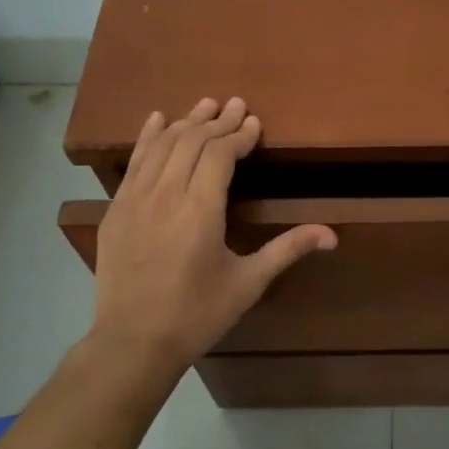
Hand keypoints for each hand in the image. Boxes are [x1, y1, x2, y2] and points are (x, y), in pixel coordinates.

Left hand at [90, 97, 335, 376]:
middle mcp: (166, 196)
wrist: (132, 344)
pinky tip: (157, 120)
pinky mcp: (115, 210)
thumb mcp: (248, 283)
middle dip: (216, 121)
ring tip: (205, 105)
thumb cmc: (197, 314)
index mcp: (200, 211)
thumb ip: (288, 249)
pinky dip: (147, 137)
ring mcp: (134, 200)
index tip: (254, 122)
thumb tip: (332, 234)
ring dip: (185, 122)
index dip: (238, 135)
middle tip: (236, 105)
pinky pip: (133, 163)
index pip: (219, 155)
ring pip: (161, 146)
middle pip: (191, 142)